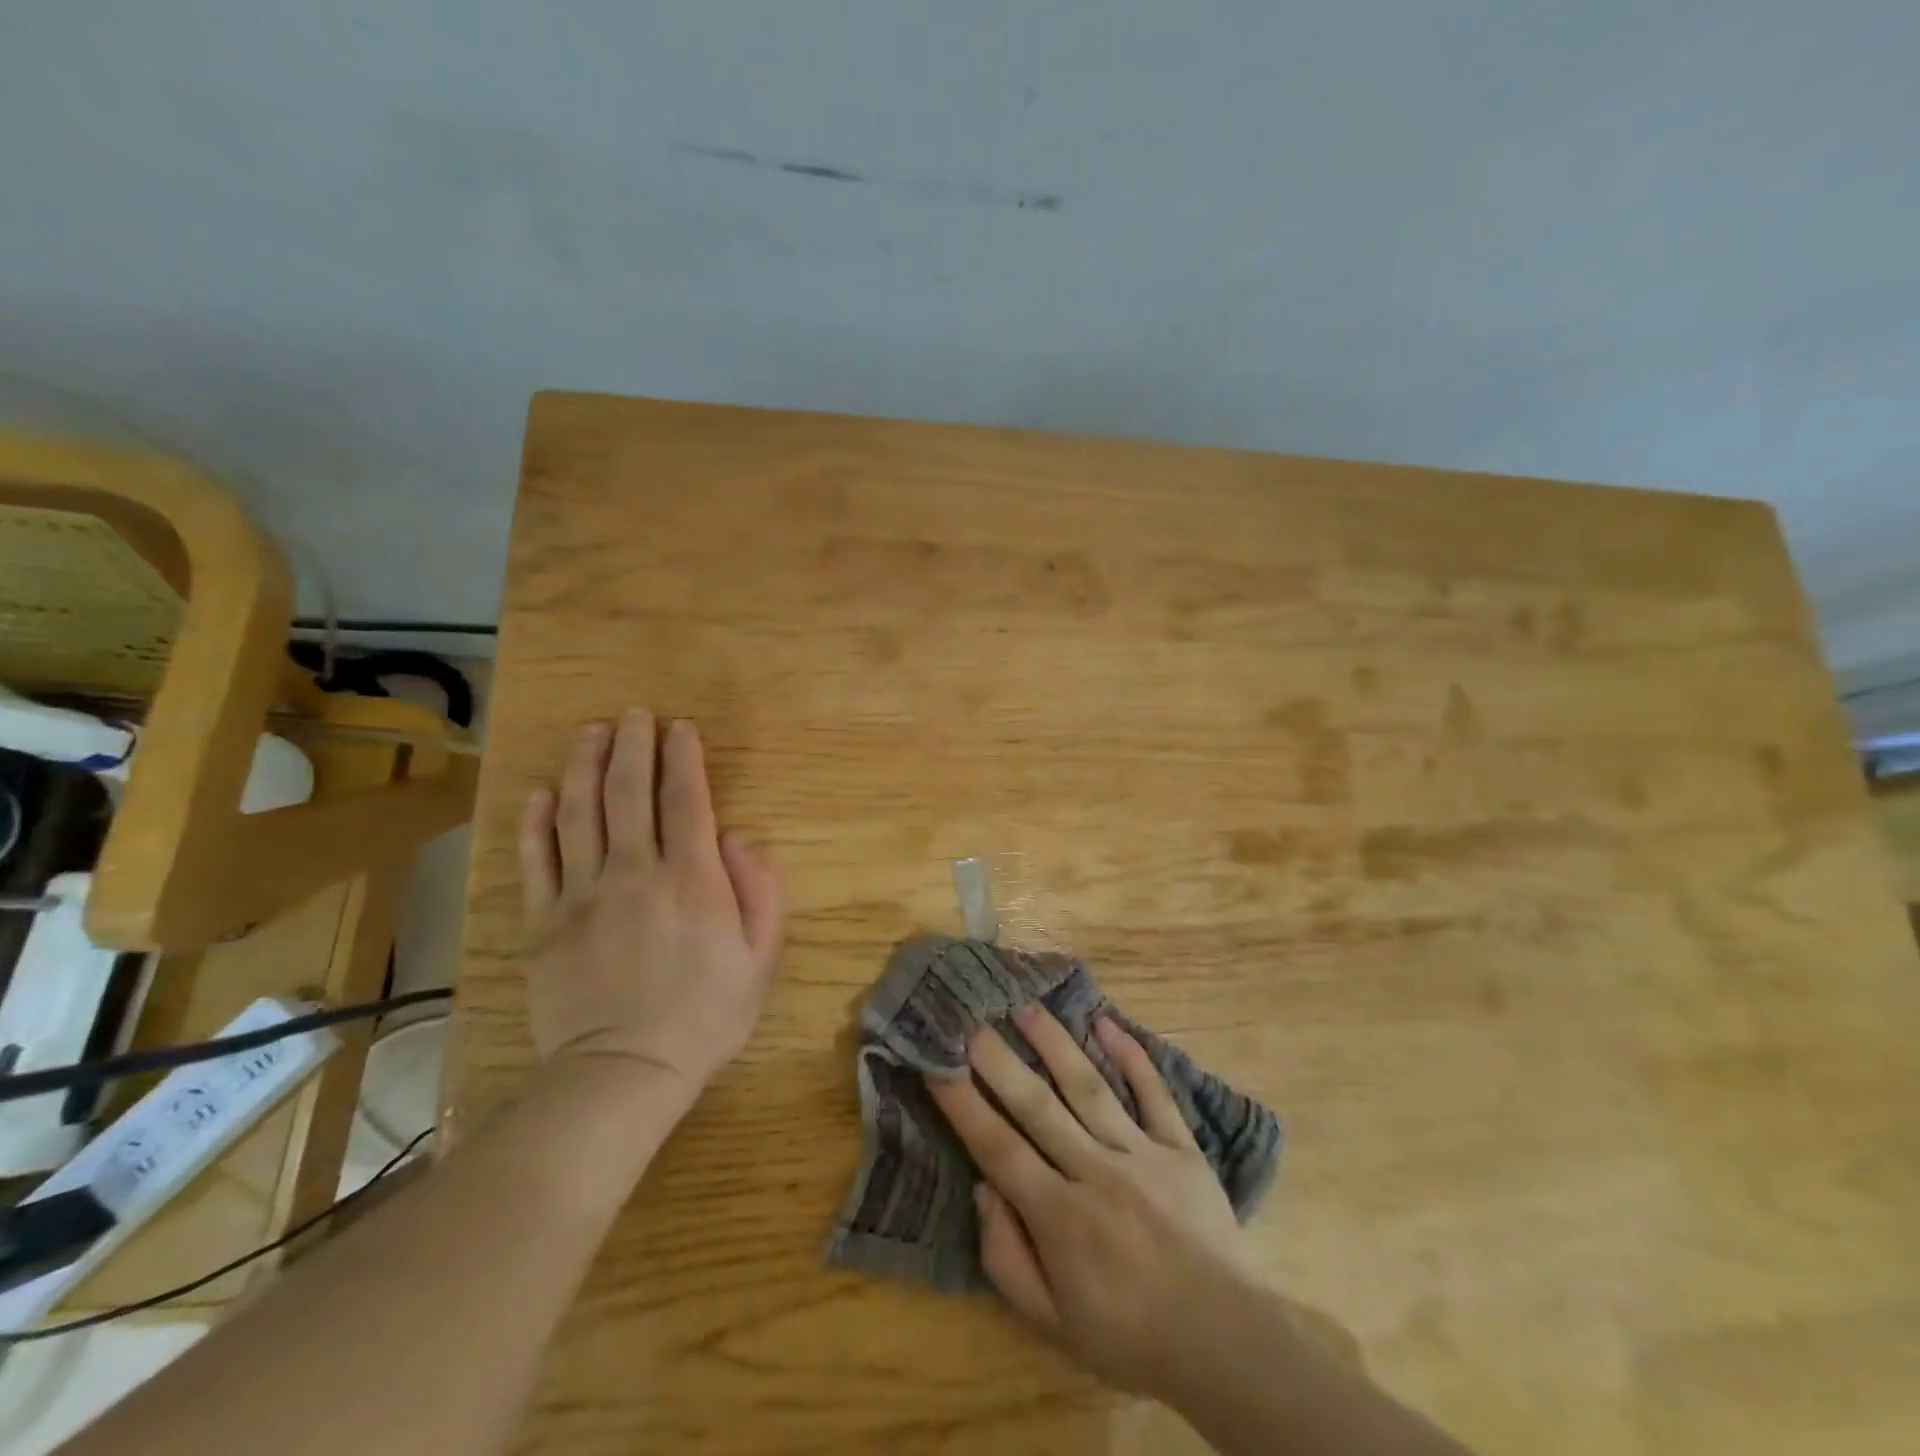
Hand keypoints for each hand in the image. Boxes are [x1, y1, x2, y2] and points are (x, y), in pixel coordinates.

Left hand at [518, 711, 783, 1111]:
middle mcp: (634, 873)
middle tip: (635, 714)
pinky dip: (537, 822)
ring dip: (585, 766)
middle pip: (629, 793)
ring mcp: (582, 895)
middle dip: (634, 745)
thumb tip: (737, 837)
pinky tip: (542, 792)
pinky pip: (537, 860)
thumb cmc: (705, 1016)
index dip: (684, 757)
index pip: (686, 801)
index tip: (681, 727)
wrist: (623, 1073)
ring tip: (592, 732)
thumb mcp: (761, 959)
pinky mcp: (543, 921)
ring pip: (579, 814)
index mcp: (692, 881)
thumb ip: (759, 890)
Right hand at [928, 1006, 1264, 1400]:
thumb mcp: (1054, 1324)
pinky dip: (1132, 1056)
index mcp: (1060, 1217)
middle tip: (971, 1019)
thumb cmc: (1130, 1336)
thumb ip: (1008, 1258)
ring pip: (1089, 1087)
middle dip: (999, 1060)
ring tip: (1027, 1007)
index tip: (937, 1063)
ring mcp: (1142, 1153)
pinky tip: (1106, 1022)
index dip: (963, 1104)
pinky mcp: (1181, 1147)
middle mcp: (1096, 1173)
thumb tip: (983, 1188)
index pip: (998, 1148)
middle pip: (1038, 1106)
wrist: (1227, 1344)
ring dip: (1055, 1044)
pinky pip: (1153, 1093)